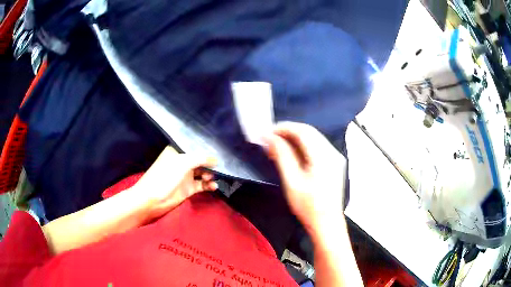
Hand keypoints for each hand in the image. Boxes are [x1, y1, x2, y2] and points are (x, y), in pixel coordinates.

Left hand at [132, 146, 217, 218]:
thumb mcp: (183, 163)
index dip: (207, 148)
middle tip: (222, 165)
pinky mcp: (188, 188)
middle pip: (200, 159)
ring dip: (210, 174)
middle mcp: (182, 162)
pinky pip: (202, 184)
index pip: (195, 146)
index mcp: (178, 151)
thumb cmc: (165, 176)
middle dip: (211, 162)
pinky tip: (214, 186)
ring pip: (202, 172)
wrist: (152, 199)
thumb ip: (201, 159)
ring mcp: (185, 176)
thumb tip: (217, 159)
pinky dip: (208, 185)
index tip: (220, 149)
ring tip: (215, 177)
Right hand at [264, 122, 346, 234]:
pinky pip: (317, 147)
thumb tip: (269, 138)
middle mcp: (332, 153)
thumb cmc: (308, 207)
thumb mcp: (292, 182)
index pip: (303, 131)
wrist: (327, 223)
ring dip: (294, 138)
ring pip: (313, 138)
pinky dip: (302, 146)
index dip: (284, 128)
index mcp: (323, 156)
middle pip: (309, 132)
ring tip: (277, 146)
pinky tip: (291, 153)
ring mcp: (335, 158)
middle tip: (270, 139)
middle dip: (288, 132)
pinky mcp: (334, 163)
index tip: (267, 132)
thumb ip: (282, 156)